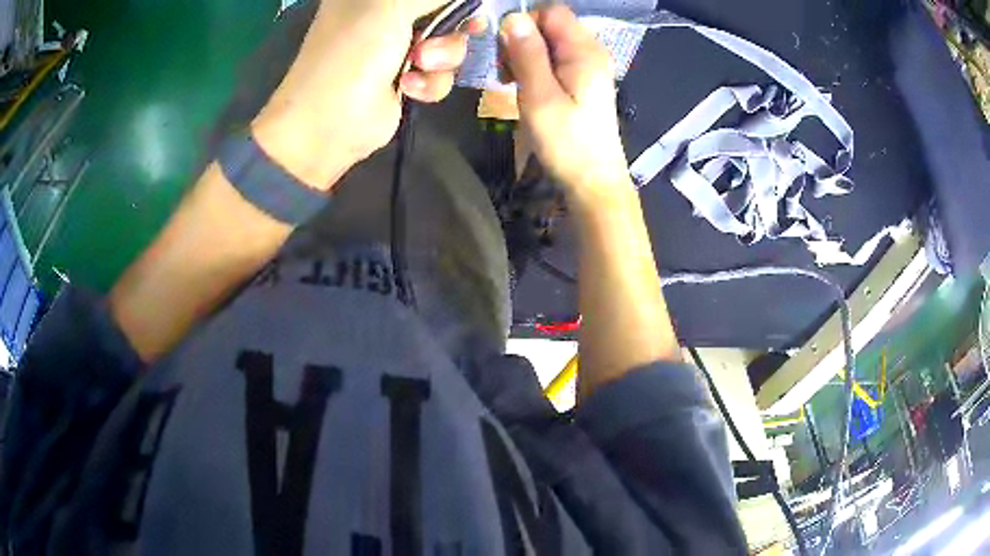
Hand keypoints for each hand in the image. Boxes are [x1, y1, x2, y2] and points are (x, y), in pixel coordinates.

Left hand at [252, 0, 484, 189]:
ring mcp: (398, 49)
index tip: (469, 5)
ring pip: (450, 44)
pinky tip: (409, 88)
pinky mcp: (407, 79)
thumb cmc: (353, 53)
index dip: (451, 0)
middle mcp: (388, 15)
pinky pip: (441, 73)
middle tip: (466, 28)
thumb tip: (461, 2)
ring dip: (444, 55)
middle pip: (446, 12)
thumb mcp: (392, 6)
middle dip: (454, 24)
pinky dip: (432, 81)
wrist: (328, 124)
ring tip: (420, 63)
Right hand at [500, 7, 629, 203]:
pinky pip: (554, 59)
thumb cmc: (567, 142)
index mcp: (584, 51)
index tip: (506, 50)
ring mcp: (588, 67)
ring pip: (549, 42)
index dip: (524, 22)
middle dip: (521, 40)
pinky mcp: (582, 81)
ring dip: (525, 55)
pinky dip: (535, 67)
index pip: (552, 11)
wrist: (592, 180)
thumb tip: (512, 17)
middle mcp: (590, 52)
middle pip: (550, 24)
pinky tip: (525, 87)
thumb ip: (527, 55)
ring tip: (512, 82)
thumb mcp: (540, 97)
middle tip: (505, 71)